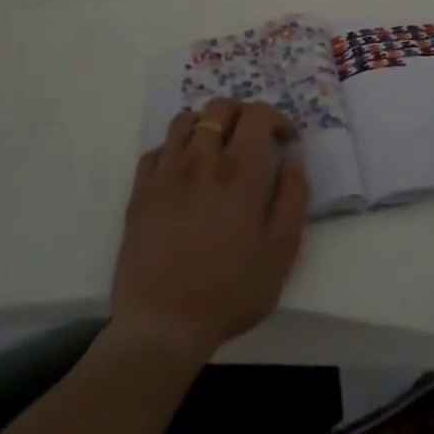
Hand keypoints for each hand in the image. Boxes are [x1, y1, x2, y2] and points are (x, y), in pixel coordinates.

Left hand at [110, 99, 309, 367]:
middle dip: (244, 113)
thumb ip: (293, 196)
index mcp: (240, 172)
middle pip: (220, 108)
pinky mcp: (140, 191)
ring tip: (218, 148)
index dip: (277, 118)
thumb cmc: (231, 291)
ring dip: (207, 124)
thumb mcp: (282, 250)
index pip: (258, 115)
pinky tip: (184, 170)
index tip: (286, 140)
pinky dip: (175, 148)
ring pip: (185, 120)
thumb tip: (292, 158)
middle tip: (254, 138)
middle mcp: (202, 160)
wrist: (163, 326)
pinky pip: (157, 148)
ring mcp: (166, 173)